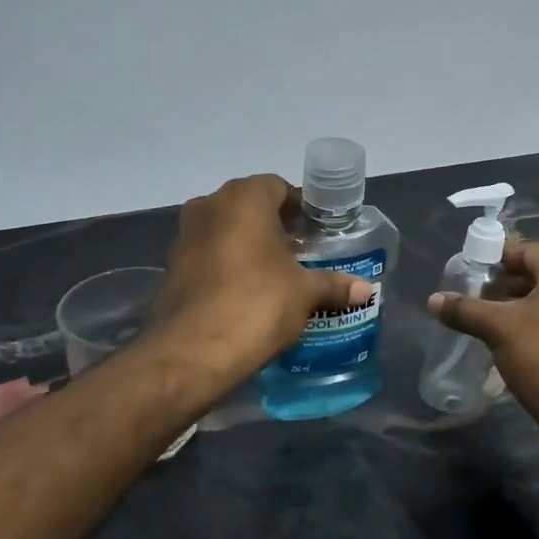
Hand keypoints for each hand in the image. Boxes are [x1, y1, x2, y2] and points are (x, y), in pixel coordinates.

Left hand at [146, 174, 372, 387]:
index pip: (278, 187)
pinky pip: (208, 254)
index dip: (300, 207)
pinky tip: (247, 292)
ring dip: (250, 244)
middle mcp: (209, 206)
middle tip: (301, 252)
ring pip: (226, 229)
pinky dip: (228, 264)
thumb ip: (334, 284)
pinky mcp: (172, 266)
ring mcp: (185, 236)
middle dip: (276, 225)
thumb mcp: (304, 293)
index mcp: (243, 199)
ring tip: (277, 274)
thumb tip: (365, 290)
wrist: (192, 351)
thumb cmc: (257, 304)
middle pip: (250, 206)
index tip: (317, 232)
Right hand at [427, 240, 538, 425]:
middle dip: (503, 286)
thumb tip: (433, 300)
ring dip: (517, 308)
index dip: (494, 259)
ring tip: (486, 323)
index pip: (526, 250)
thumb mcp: (498, 328)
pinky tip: (511, 345)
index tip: (468, 274)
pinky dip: (534, 327)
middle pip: (537, 275)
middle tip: (473, 299)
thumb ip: (465, 310)